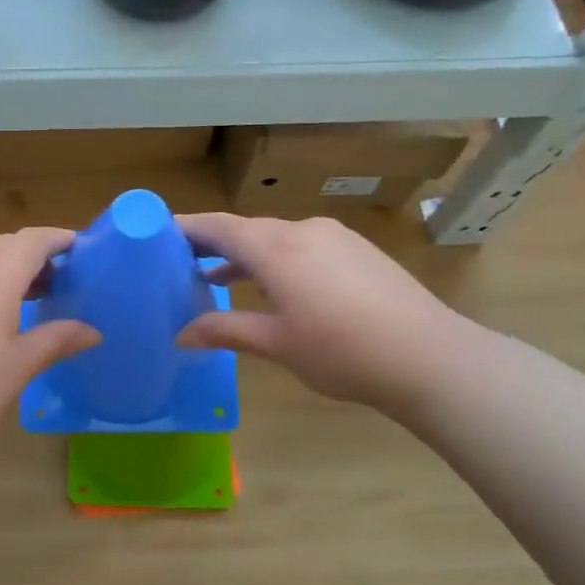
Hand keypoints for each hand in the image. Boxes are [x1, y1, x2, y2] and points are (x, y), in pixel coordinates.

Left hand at [0, 228, 99, 449]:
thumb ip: (57, 339)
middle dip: (31, 255)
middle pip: (5, 244)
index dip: (58, 239)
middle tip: (53, 282)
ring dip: (1, 266)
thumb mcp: (19, 366)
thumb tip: (92, 331)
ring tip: (18, 296)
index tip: (78, 248)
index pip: (34, 239)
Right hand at [175, 213, 475, 415]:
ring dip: (245, 256)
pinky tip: (273, 288)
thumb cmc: (342, 351)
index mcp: (276, 248)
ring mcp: (334, 238)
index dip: (185, 228)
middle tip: (178, 261)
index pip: (218, 227)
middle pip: (246, 230)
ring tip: (216, 279)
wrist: (430, 357)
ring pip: (276, 239)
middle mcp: (303, 230)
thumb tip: (181, 335)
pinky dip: (276, 261)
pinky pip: (302, 246)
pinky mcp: (357, 251)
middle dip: (212, 244)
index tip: (155, 232)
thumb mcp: (276, 343)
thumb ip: (225, 330)